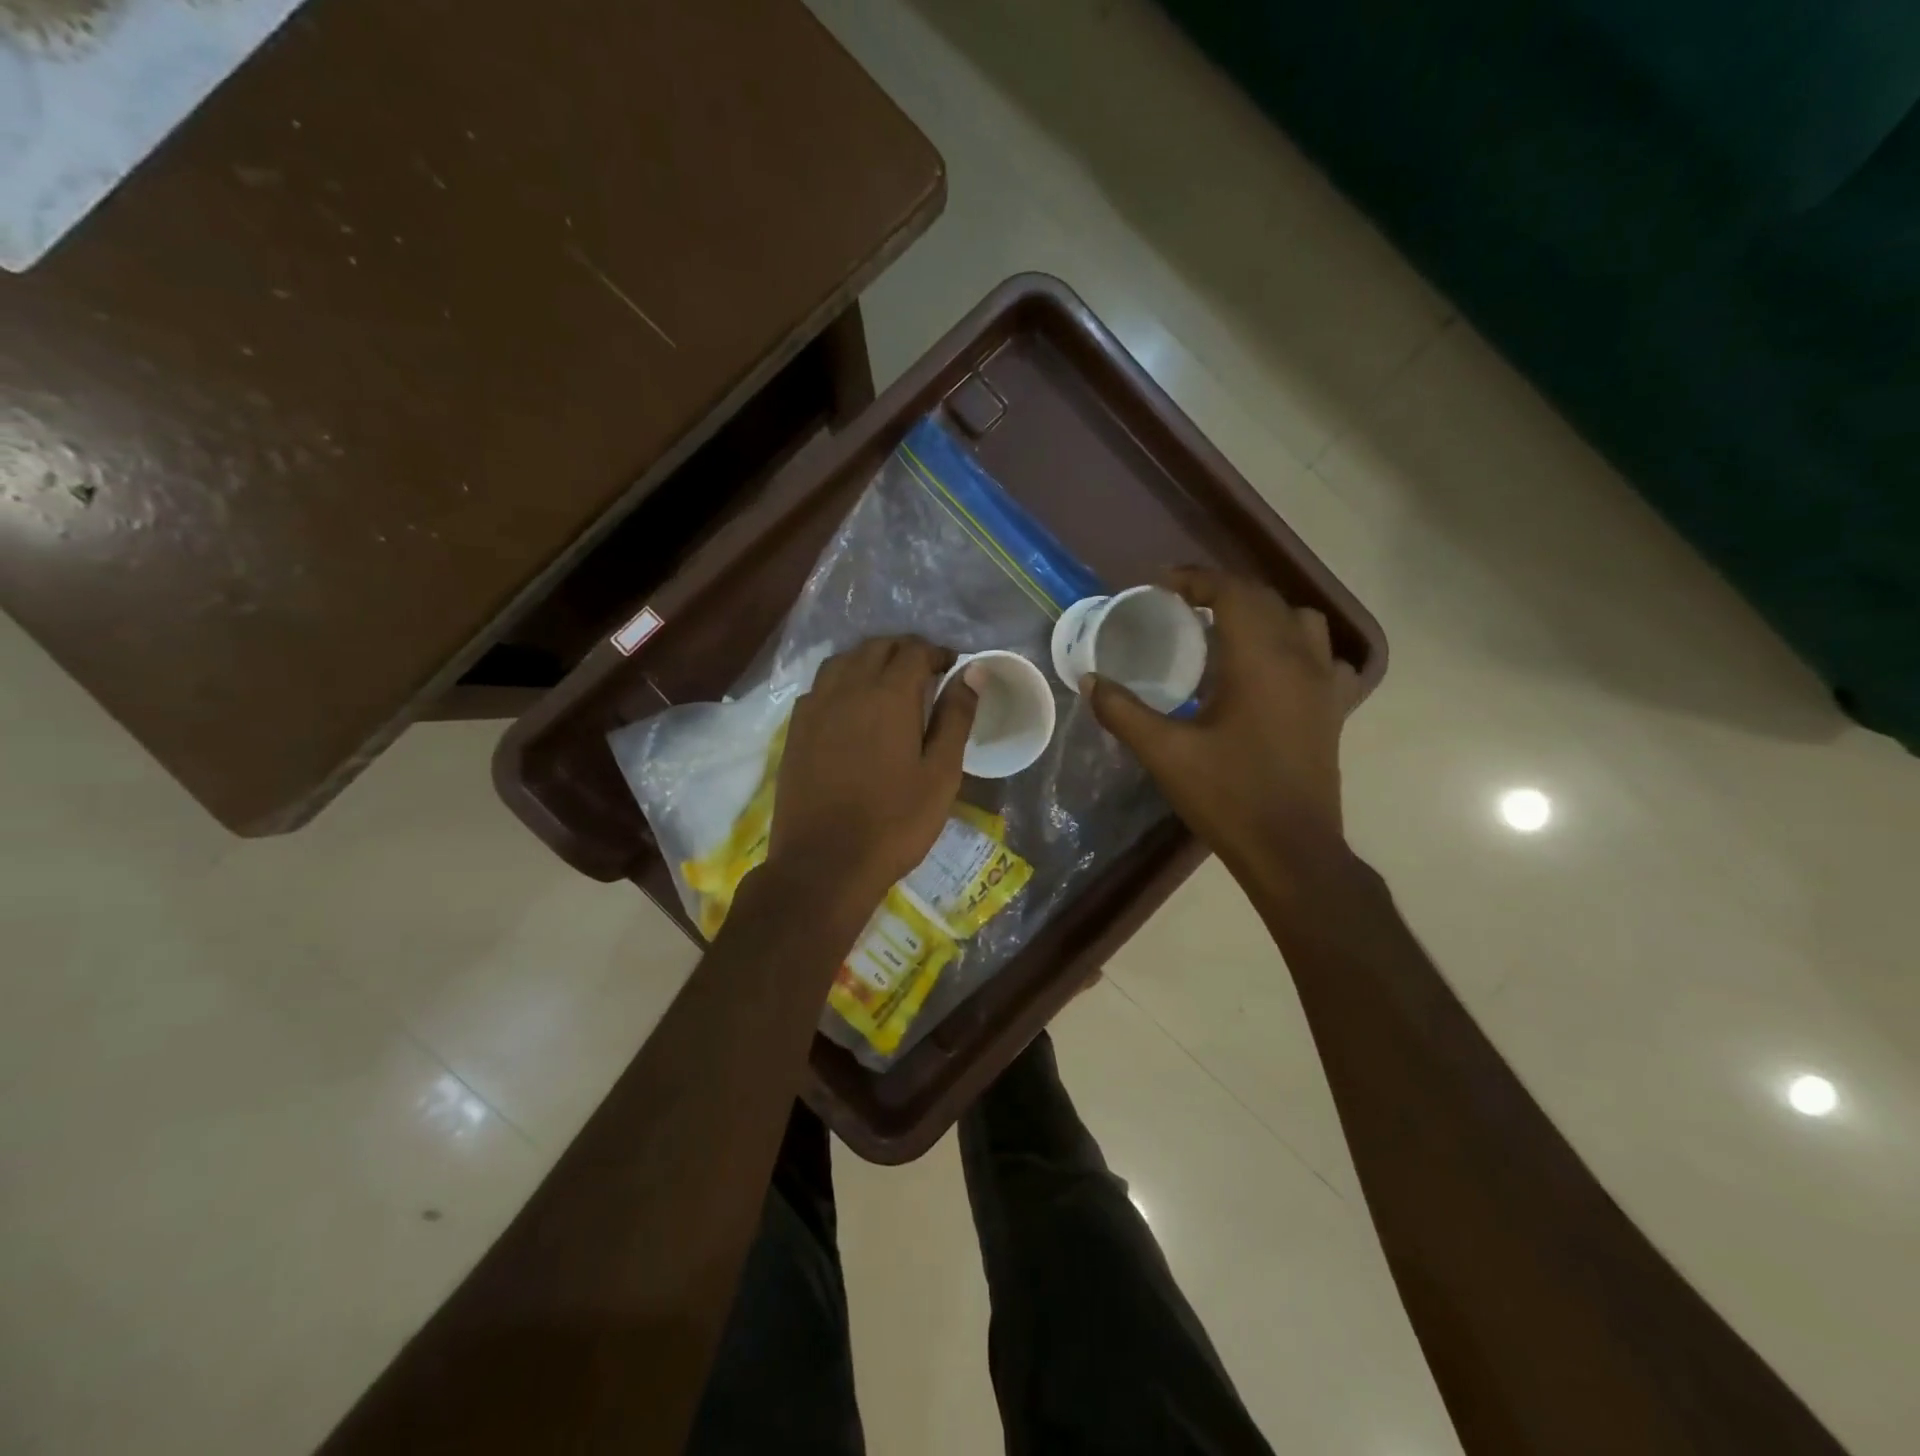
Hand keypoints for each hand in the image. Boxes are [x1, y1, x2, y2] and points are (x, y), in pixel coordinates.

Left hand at [766, 636, 976, 909]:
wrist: (824, 864)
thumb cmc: (895, 822)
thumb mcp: (941, 773)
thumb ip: (956, 717)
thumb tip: (972, 672)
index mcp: (888, 695)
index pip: (913, 650)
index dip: (936, 652)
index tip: (951, 666)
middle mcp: (847, 688)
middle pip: (876, 647)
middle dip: (904, 650)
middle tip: (926, 673)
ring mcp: (814, 707)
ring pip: (843, 661)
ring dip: (870, 660)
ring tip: (888, 683)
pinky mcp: (795, 730)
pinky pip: (820, 686)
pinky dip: (842, 681)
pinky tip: (851, 707)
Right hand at [1086, 567, 1358, 876]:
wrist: (1291, 849)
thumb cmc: (1228, 797)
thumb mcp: (1165, 754)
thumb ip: (1124, 712)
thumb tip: (1091, 681)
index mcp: (1259, 661)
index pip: (1233, 592)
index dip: (1195, 579)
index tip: (1160, 585)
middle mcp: (1299, 659)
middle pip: (1265, 599)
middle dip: (1222, 591)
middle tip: (1181, 604)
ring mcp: (1324, 684)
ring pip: (1302, 620)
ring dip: (1263, 612)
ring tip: (1227, 630)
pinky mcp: (1334, 709)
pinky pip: (1324, 657)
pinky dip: (1298, 646)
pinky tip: (1275, 668)